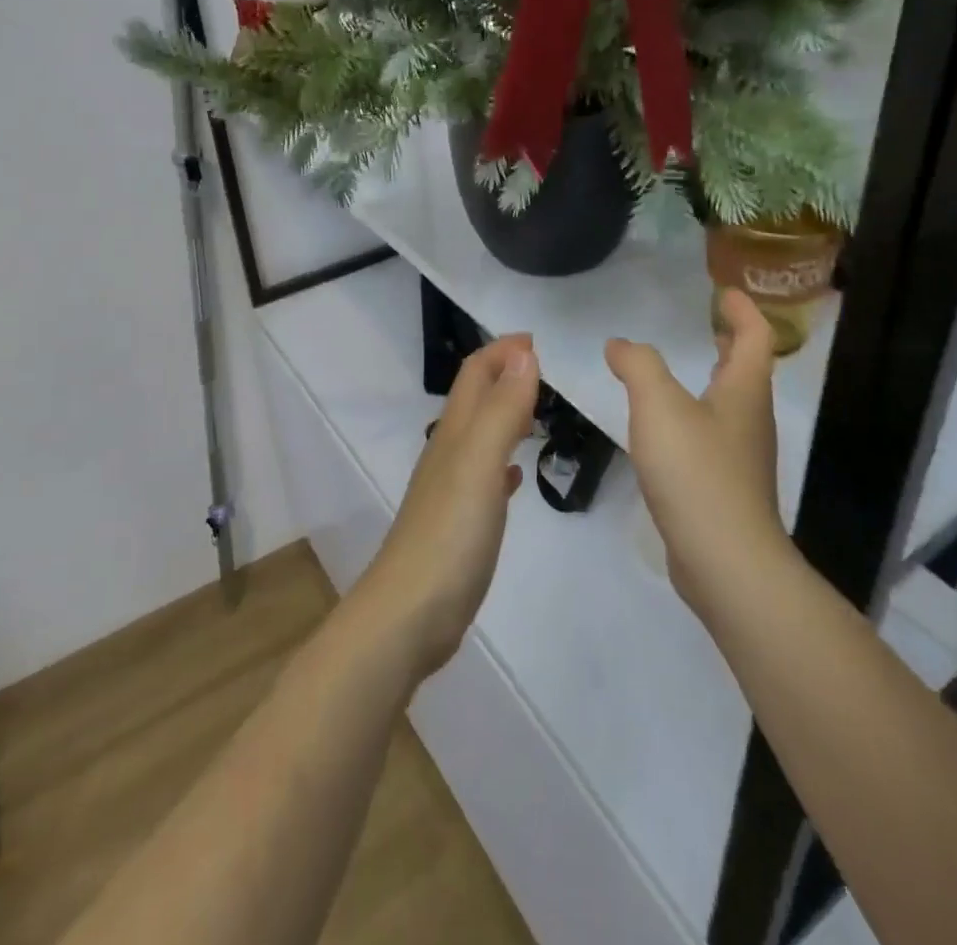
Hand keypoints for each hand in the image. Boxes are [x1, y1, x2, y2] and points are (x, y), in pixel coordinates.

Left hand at [352, 335, 539, 681]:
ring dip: (506, 415)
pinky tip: (516, 476)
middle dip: (505, 375)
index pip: (475, 373)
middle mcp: (449, 453)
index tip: (539, 340)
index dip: (502, 351)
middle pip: (476, 399)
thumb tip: (523, 353)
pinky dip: (503, 464)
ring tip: (539, 412)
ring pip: (480, 435)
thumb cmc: (449, 535)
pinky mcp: (459, 524)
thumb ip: (502, 409)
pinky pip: (484, 478)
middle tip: (547, 372)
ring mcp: (452, 490)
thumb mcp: (480, 463)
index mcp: (455, 433)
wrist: (409, 615)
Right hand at [606, 289, 788, 616]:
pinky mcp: (725, 488)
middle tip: (709, 324)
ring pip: (731, 404)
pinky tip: (667, 429)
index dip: (743, 310)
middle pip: (748, 370)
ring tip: (682, 370)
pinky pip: (713, 436)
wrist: (725, 562)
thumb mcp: (659, 406)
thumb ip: (638, 366)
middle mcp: (750, 420)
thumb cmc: (696, 472)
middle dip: (731, 343)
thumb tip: (620, 344)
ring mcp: (741, 457)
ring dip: (714, 379)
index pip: (754, 337)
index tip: (724, 291)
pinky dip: (696, 416)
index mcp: (744, 392)